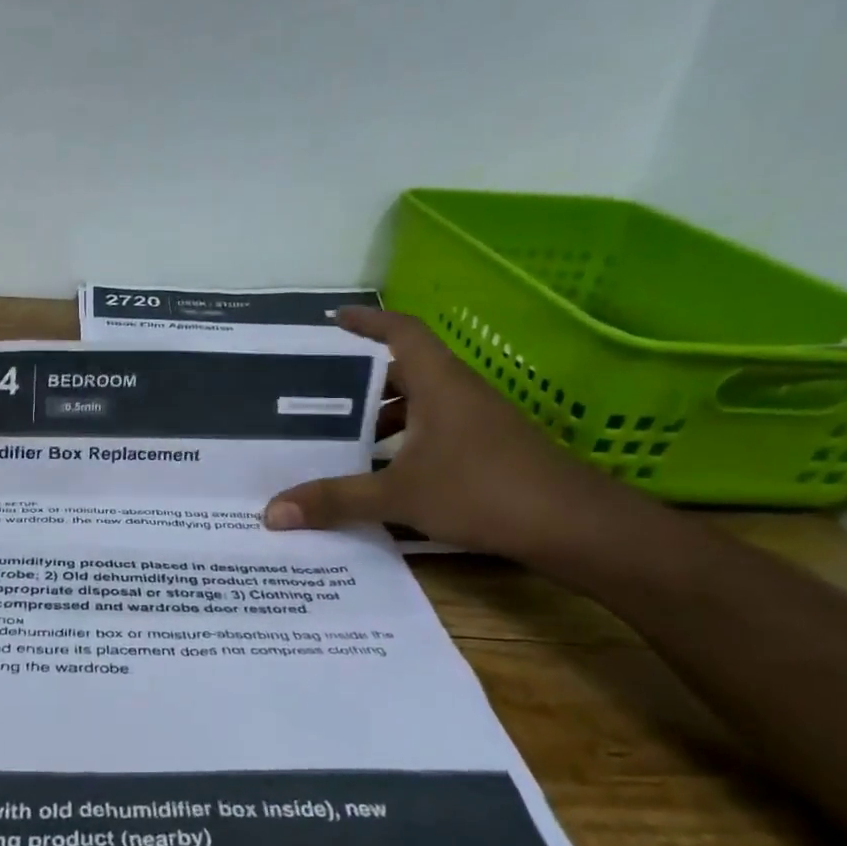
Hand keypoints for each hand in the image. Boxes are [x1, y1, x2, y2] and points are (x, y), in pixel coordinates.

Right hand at [262, 307, 623, 559]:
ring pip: (424, 404)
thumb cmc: (482, 491)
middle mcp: (460, 392)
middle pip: (407, 370)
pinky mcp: (492, 448)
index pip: (401, 332)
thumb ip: (336, 500)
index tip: (334, 320)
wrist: (573, 525)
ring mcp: (480, 420)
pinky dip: (408, 442)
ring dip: (386, 417)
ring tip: (347, 441)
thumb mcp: (399, 495)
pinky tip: (389, 474)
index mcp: (439, 383)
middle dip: (365, 382)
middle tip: (323, 397)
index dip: (368, 321)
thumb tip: (272, 512)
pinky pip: (438, 430)